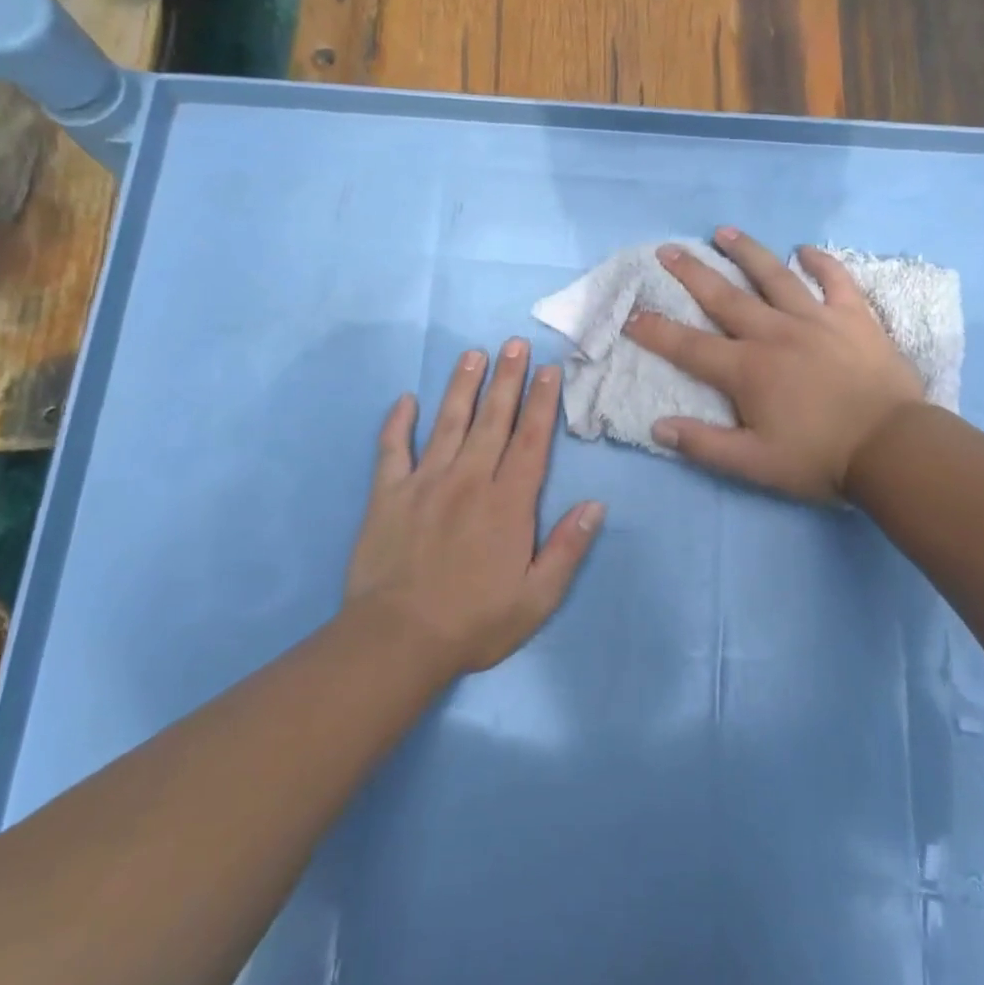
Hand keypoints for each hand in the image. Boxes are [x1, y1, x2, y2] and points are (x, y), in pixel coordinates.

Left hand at [342, 341, 604, 676]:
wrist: (397, 640)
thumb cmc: (474, 622)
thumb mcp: (536, 599)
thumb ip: (567, 549)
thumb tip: (596, 505)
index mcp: (508, 503)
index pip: (531, 441)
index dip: (542, 403)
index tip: (549, 370)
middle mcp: (469, 480)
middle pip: (492, 420)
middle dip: (507, 379)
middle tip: (515, 344)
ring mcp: (425, 483)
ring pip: (447, 423)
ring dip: (462, 386)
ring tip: (473, 354)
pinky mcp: (387, 494)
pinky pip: (392, 449)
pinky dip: (397, 422)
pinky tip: (405, 400)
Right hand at [624, 228, 928, 502]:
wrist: (893, 448)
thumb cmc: (820, 458)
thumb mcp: (754, 464)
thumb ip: (704, 444)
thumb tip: (658, 427)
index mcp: (747, 370)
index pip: (689, 347)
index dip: (655, 331)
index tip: (630, 314)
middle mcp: (775, 334)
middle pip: (725, 298)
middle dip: (691, 274)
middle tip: (668, 251)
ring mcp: (816, 320)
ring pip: (774, 276)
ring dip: (747, 252)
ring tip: (724, 232)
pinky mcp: (854, 318)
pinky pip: (836, 280)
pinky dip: (821, 263)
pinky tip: (806, 250)